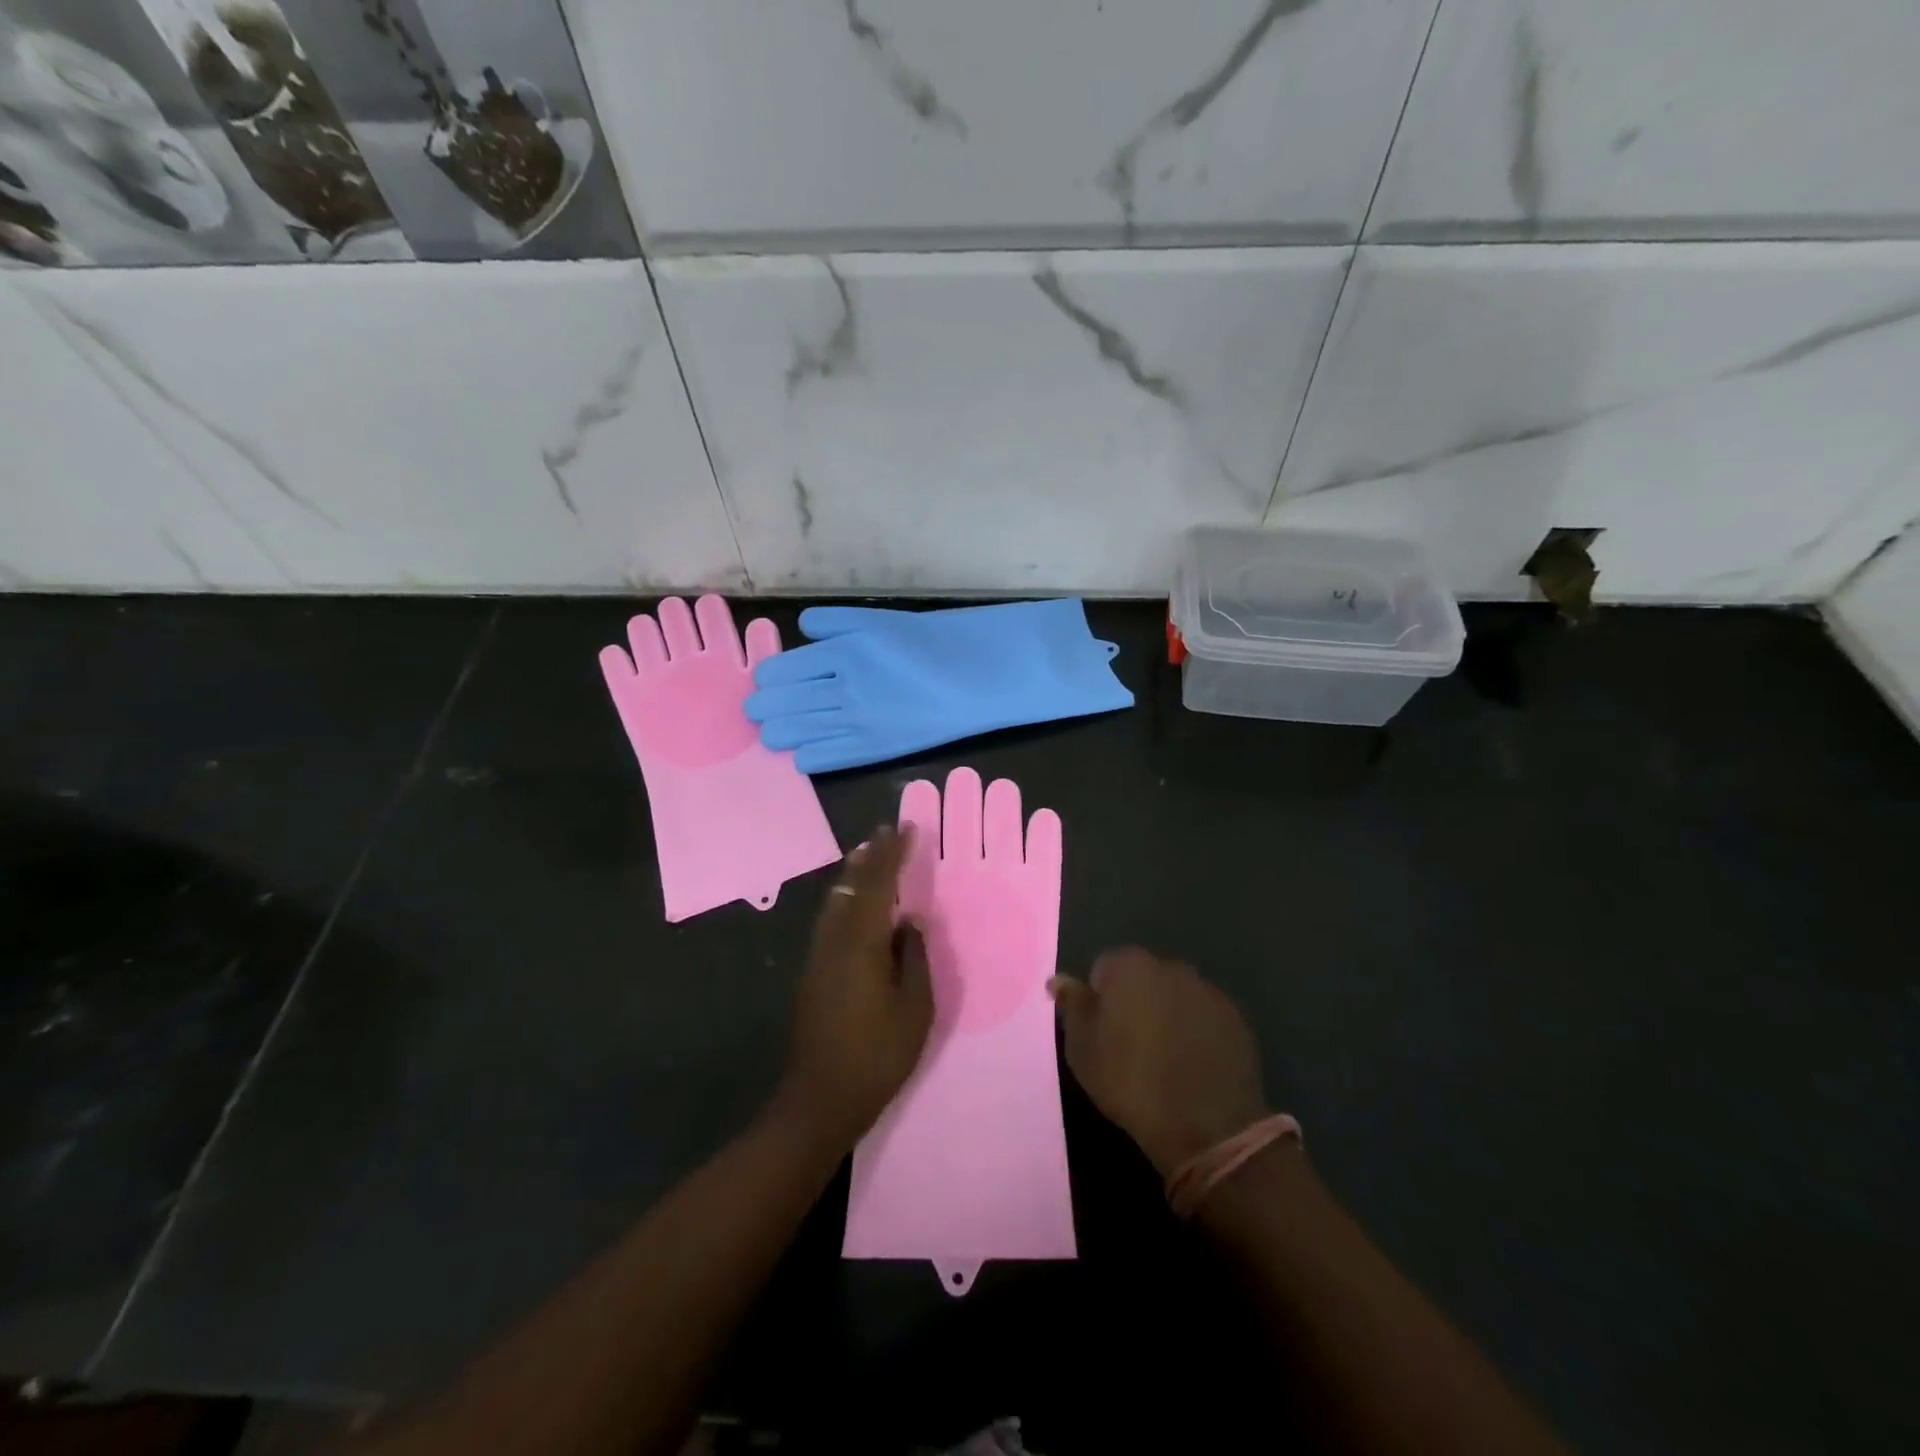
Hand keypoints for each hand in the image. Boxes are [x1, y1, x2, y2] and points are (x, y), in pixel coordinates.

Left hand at [779, 825, 933, 1150]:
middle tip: (885, 832)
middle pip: (851, 886)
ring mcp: (818, 956)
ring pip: (836, 902)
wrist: (819, 1098)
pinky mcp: (812, 973)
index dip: (892, 854)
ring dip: (854, 875)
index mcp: (862, 945)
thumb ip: (915, 959)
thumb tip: (912, 921)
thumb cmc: (876, 1056)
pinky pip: (831, 919)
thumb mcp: (914, 1010)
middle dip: (869, 857)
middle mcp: (835, 941)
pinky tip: (854, 903)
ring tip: (868, 855)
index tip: (905, 829)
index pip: (879, 885)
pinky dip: (846, 899)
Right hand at [1050, 948, 1268, 1177]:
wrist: (1205, 1124)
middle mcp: (1169, 966)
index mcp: (1129, 966)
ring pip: (1175, 995)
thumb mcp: (1083, 1048)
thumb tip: (1058, 980)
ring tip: (1164, 1057)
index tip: (1101, 1032)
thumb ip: (1072, 1006)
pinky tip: (1192, 1063)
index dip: (1100, 999)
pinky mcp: (1235, 1018)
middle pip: (1142, 977)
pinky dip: (1196, 1031)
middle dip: (1135, 1000)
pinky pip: (1204, 1017)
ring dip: (1167, 1014)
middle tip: (1129, 1044)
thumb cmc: (1130, 1080)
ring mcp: (1207, 990)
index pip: (1104, 967)